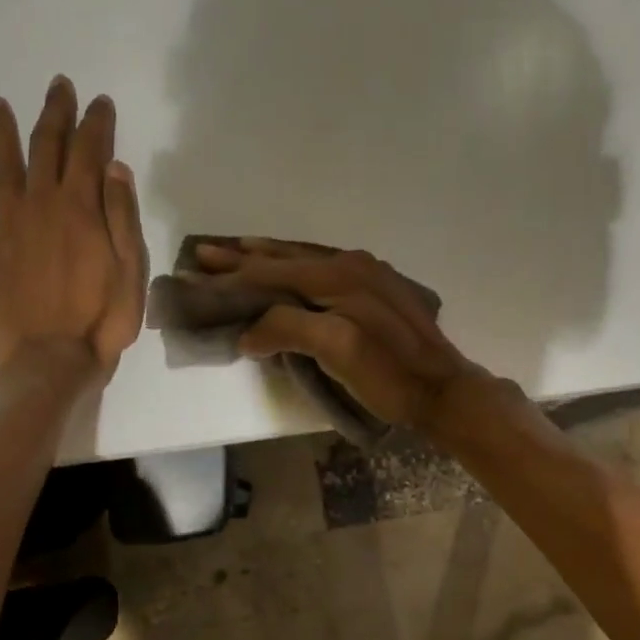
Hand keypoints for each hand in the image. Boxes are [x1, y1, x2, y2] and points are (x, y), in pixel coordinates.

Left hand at [0, 78, 147, 378]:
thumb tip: (115, 166)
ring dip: (0, 133)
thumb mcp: (131, 269)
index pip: (90, 151)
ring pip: (2, 167)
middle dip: (54, 114)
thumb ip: (122, 216)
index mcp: (81, 208)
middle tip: (58, 85)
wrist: (52, 359)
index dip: (96, 123)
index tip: (99, 101)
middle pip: (47, 147)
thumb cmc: (102, 319)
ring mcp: (9, 225)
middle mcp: (41, 205)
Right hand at [195, 238, 486, 430]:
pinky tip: (287, 268)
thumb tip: (248, 332)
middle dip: (243, 257)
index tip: (196, 275)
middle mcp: (351, 263)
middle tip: (203, 253)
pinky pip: (323, 267)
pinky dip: (295, 265)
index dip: (231, 276)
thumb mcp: (337, 352)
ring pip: (305, 258)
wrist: (443, 389)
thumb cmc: (388, 375)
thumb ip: (289, 330)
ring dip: (267, 256)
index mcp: (338, 275)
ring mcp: (367, 273)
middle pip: (286, 258)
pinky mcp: (376, 287)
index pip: (272, 272)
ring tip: (236, 250)